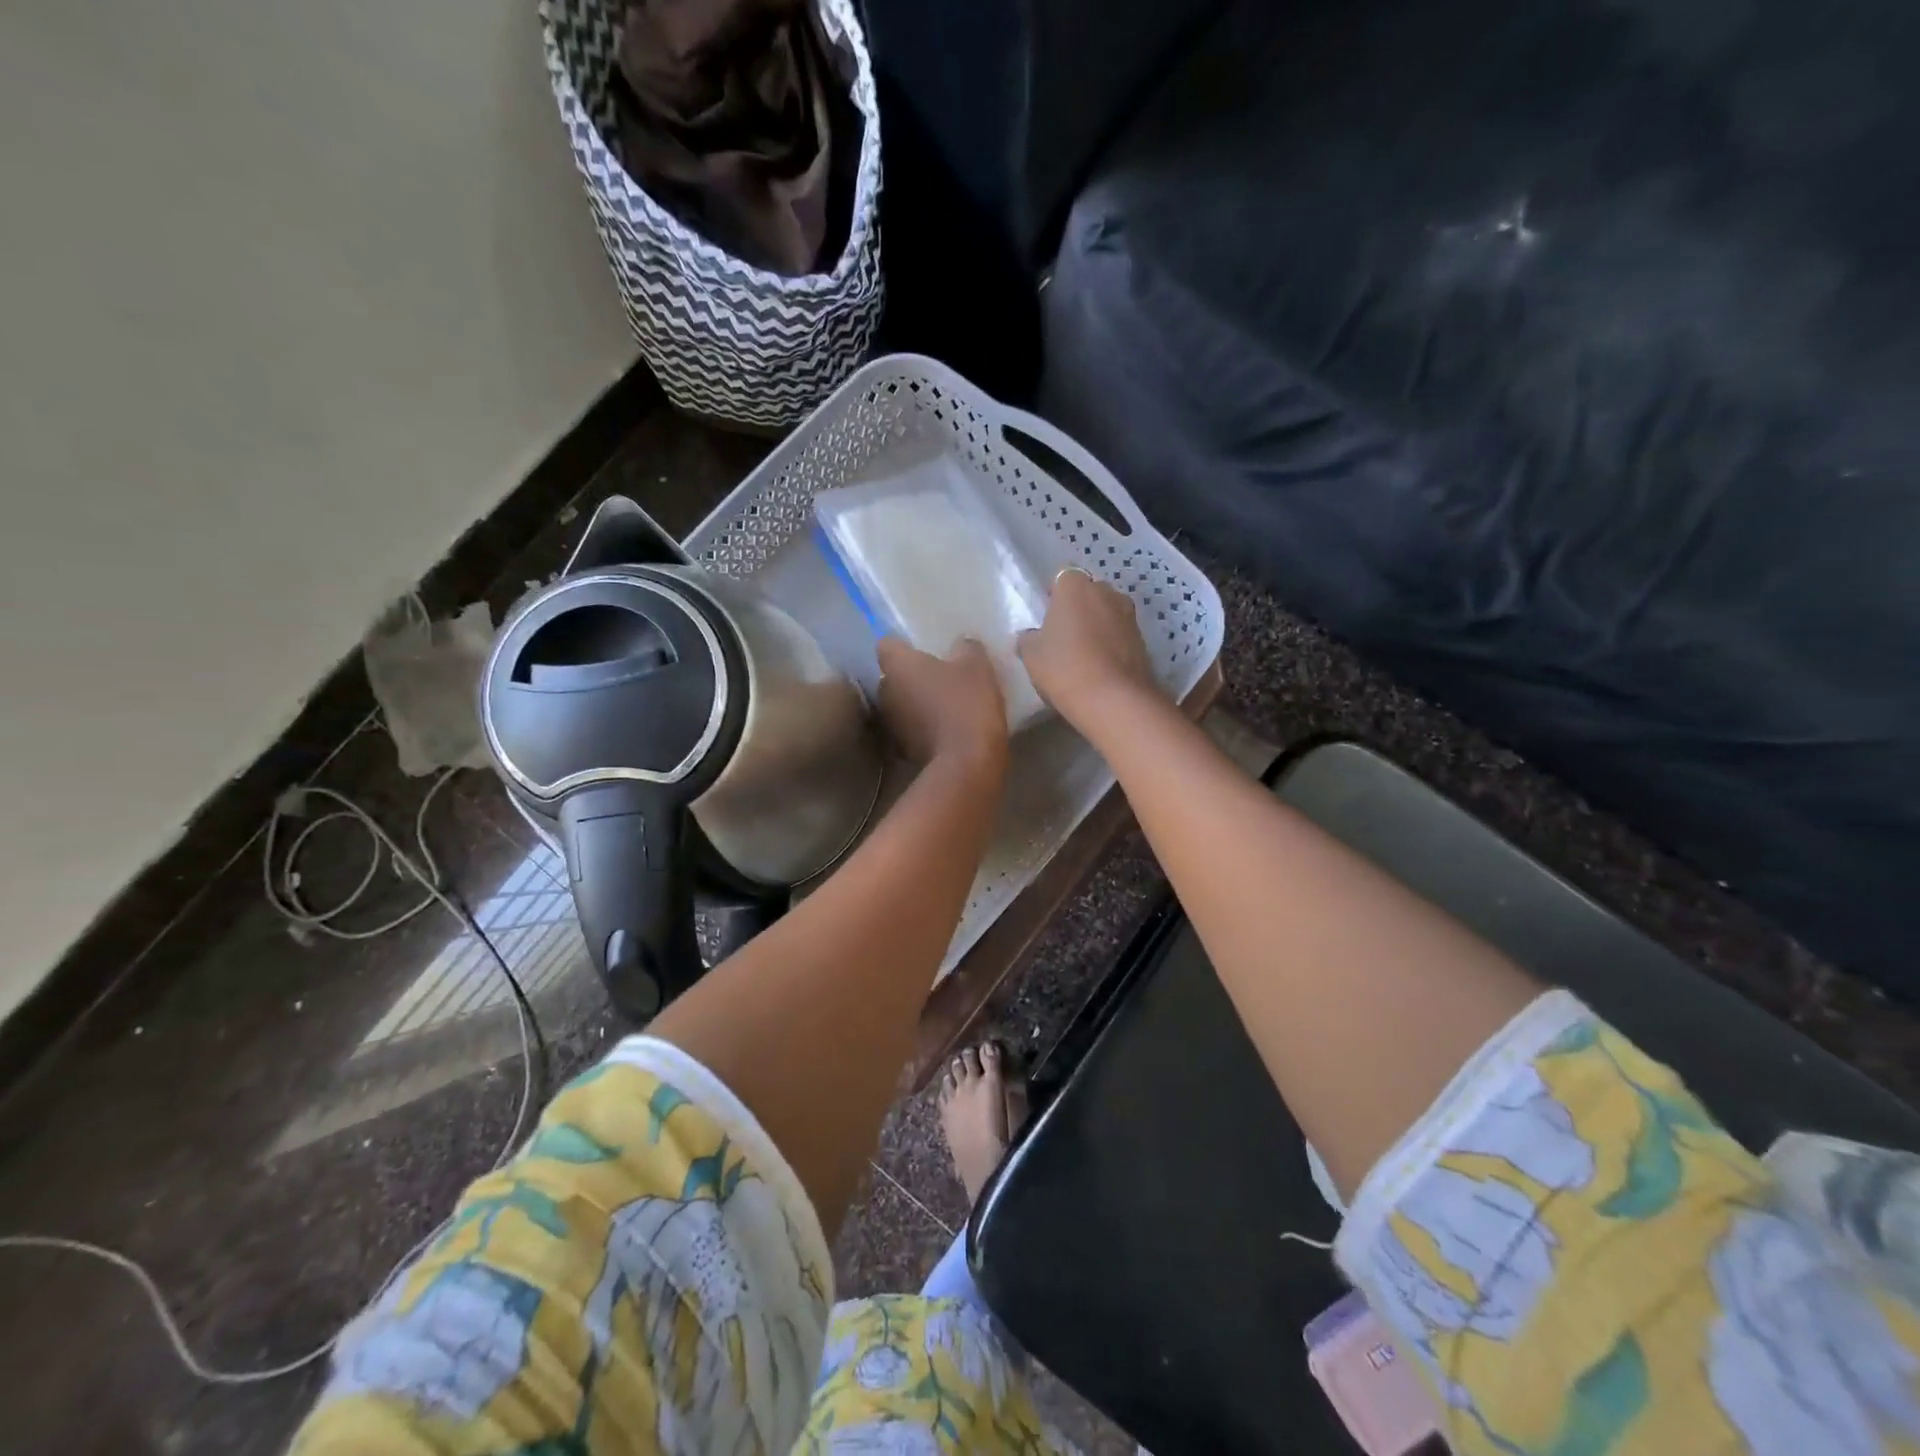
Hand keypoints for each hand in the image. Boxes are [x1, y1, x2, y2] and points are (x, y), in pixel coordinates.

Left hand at [876, 637, 1008, 778]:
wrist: (965, 764)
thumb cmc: (967, 704)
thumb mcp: (977, 667)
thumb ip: (967, 647)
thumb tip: (961, 643)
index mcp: (897, 665)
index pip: (886, 644)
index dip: (902, 645)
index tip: (922, 649)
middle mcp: (884, 691)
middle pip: (891, 676)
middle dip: (909, 676)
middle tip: (936, 676)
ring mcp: (889, 723)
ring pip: (898, 704)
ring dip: (913, 703)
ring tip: (940, 704)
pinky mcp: (900, 749)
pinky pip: (908, 729)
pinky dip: (920, 727)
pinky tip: (942, 729)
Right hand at [1017, 568, 1156, 723]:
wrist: (1114, 700)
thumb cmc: (1065, 667)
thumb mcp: (1031, 655)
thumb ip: (1028, 638)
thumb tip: (1030, 636)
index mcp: (1075, 586)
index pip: (1062, 576)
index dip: (1054, 594)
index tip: (1046, 616)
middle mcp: (1106, 591)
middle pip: (1088, 592)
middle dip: (1078, 607)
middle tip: (1063, 634)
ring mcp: (1129, 614)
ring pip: (1107, 612)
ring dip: (1097, 625)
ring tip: (1083, 653)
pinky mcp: (1144, 639)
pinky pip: (1120, 634)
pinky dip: (1111, 644)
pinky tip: (1100, 667)